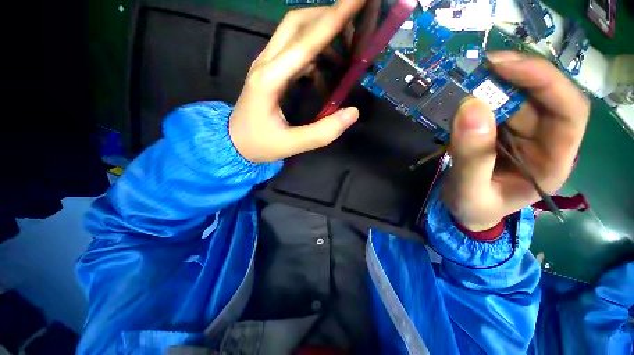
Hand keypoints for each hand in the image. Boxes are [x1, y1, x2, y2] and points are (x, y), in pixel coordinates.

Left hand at [229, 0, 365, 162]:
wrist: (234, 143)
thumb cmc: (259, 144)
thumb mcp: (291, 144)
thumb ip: (322, 132)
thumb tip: (352, 113)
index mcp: (270, 79)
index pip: (306, 41)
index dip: (335, 17)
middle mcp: (266, 63)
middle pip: (297, 23)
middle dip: (329, 16)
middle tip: (357, 21)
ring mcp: (266, 65)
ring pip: (295, 33)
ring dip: (323, 33)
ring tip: (348, 48)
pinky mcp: (270, 71)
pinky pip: (295, 52)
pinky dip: (316, 54)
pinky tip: (327, 72)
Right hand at [443, 52, 589, 230]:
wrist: (465, 210)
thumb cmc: (474, 208)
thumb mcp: (470, 191)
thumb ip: (472, 158)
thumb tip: (470, 108)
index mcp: (552, 162)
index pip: (569, 111)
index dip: (544, 81)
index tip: (504, 66)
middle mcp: (545, 141)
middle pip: (543, 97)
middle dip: (514, 76)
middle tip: (478, 67)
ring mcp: (523, 135)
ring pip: (518, 98)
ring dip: (493, 84)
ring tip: (464, 80)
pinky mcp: (502, 132)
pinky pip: (496, 107)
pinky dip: (480, 97)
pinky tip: (463, 95)